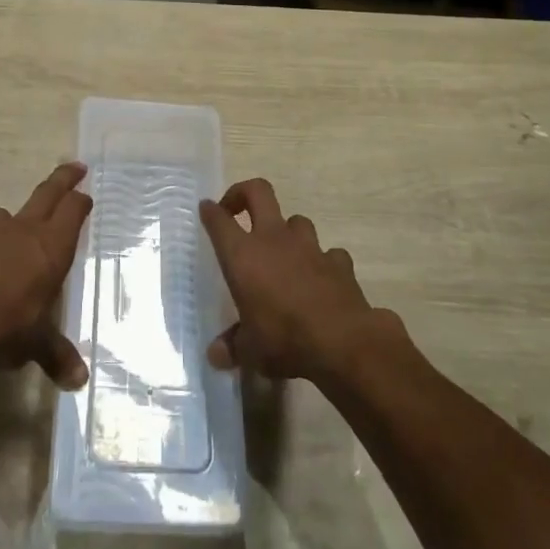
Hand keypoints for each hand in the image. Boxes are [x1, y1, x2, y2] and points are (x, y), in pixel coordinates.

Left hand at [0, 163, 91, 389]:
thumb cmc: (5, 331)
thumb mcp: (36, 345)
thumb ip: (57, 354)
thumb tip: (79, 380)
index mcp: (49, 247)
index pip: (73, 210)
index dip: (80, 201)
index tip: (86, 194)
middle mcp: (20, 231)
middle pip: (46, 193)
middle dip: (62, 179)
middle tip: (75, 167)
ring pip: (2, 218)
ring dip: (9, 226)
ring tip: (10, 245)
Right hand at [199, 178, 394, 381]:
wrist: (343, 341)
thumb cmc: (284, 339)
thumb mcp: (251, 350)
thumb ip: (233, 347)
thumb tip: (216, 355)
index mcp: (243, 255)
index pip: (219, 221)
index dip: (210, 211)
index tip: (206, 209)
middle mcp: (274, 239)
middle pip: (258, 192)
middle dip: (244, 193)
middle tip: (237, 209)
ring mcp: (309, 246)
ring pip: (296, 220)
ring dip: (287, 231)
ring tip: (284, 251)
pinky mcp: (338, 261)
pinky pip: (328, 253)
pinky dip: (323, 262)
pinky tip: (321, 278)